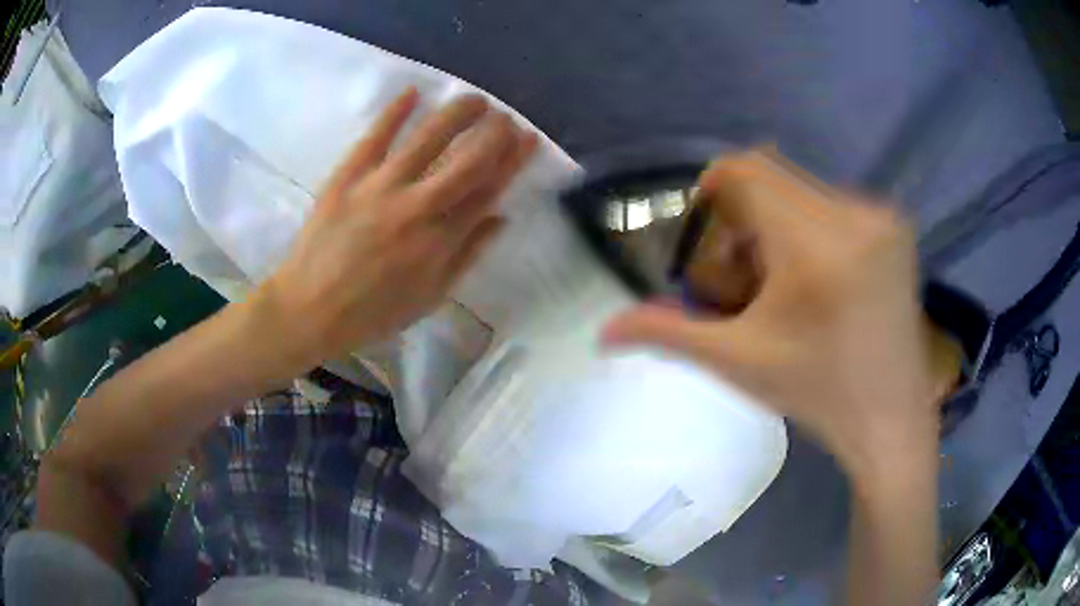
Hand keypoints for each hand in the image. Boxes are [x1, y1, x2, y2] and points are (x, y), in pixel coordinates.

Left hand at [257, 88, 537, 370]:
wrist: (309, 309)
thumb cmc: (372, 311)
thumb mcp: (430, 297)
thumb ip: (467, 256)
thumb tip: (500, 217)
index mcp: (440, 242)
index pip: (487, 190)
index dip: (512, 160)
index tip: (527, 138)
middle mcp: (416, 208)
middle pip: (466, 161)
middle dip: (493, 132)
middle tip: (505, 116)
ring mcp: (379, 187)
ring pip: (427, 140)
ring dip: (455, 114)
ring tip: (474, 98)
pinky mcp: (347, 177)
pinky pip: (375, 137)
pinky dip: (394, 112)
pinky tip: (412, 92)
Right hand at [603, 150, 937, 479]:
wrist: (891, 419)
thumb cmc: (818, 393)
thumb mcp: (739, 363)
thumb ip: (669, 335)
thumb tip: (603, 331)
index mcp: (815, 246)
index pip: (746, 170)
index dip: (714, 190)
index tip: (709, 239)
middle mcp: (854, 215)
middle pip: (772, 177)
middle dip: (745, 219)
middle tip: (745, 278)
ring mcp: (882, 218)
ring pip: (802, 190)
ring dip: (778, 224)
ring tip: (784, 285)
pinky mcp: (897, 227)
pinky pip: (834, 203)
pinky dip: (811, 228)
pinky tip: (821, 280)